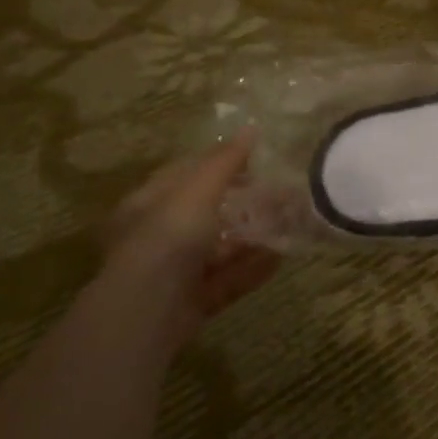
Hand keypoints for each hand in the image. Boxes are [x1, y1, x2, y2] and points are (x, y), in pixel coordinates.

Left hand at [105, 131, 279, 320]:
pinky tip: (279, 258)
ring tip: (288, 224)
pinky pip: (228, 278)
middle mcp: (159, 235)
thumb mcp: (198, 191)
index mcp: (148, 204)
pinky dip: (252, 268)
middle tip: (280, 193)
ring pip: (220, 247)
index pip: (185, 174)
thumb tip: (252, 128)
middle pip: (207, 212)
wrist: (149, 310)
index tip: (257, 159)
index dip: (220, 163)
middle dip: (244, 203)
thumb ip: (225, 162)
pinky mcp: (194, 299)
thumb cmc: (168, 238)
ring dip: (252, 237)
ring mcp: (176, 270)